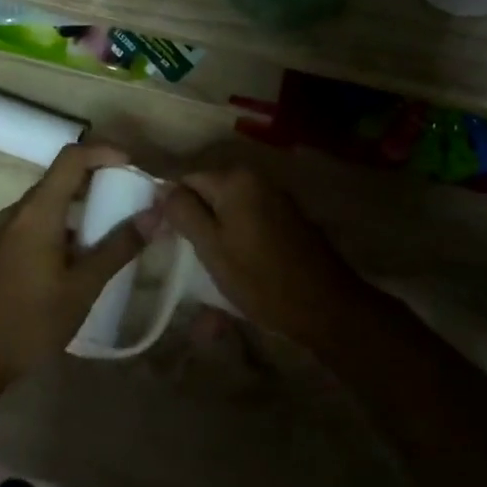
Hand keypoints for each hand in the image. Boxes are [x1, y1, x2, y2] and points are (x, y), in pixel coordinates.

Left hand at [0, 144, 148, 389]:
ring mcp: (8, 231)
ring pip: (51, 200)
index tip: (135, 167)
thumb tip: (155, 214)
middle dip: (100, 178)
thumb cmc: (30, 321)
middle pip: (62, 176)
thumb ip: (118, 247)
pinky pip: (41, 220)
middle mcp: (19, 212)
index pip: (71, 158)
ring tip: (117, 224)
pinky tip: (87, 251)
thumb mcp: (82, 287)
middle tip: (134, 197)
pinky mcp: (5, 249)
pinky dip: (68, 222)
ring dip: (85, 203)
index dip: (105, 152)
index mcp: (37, 212)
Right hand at [155, 167, 378, 345]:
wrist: (325, 306)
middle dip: (194, 222)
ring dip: (215, 234)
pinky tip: (235, 267)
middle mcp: (257, 180)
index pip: (186, 181)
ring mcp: (275, 198)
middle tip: (185, 258)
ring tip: (208, 268)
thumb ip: (183, 212)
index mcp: (235, 180)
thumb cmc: (261, 279)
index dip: (171, 208)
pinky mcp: (287, 219)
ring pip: (228, 210)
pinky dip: (236, 239)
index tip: (165, 240)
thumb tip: (161, 188)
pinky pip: (248, 221)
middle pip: (208, 194)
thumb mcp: (211, 247)